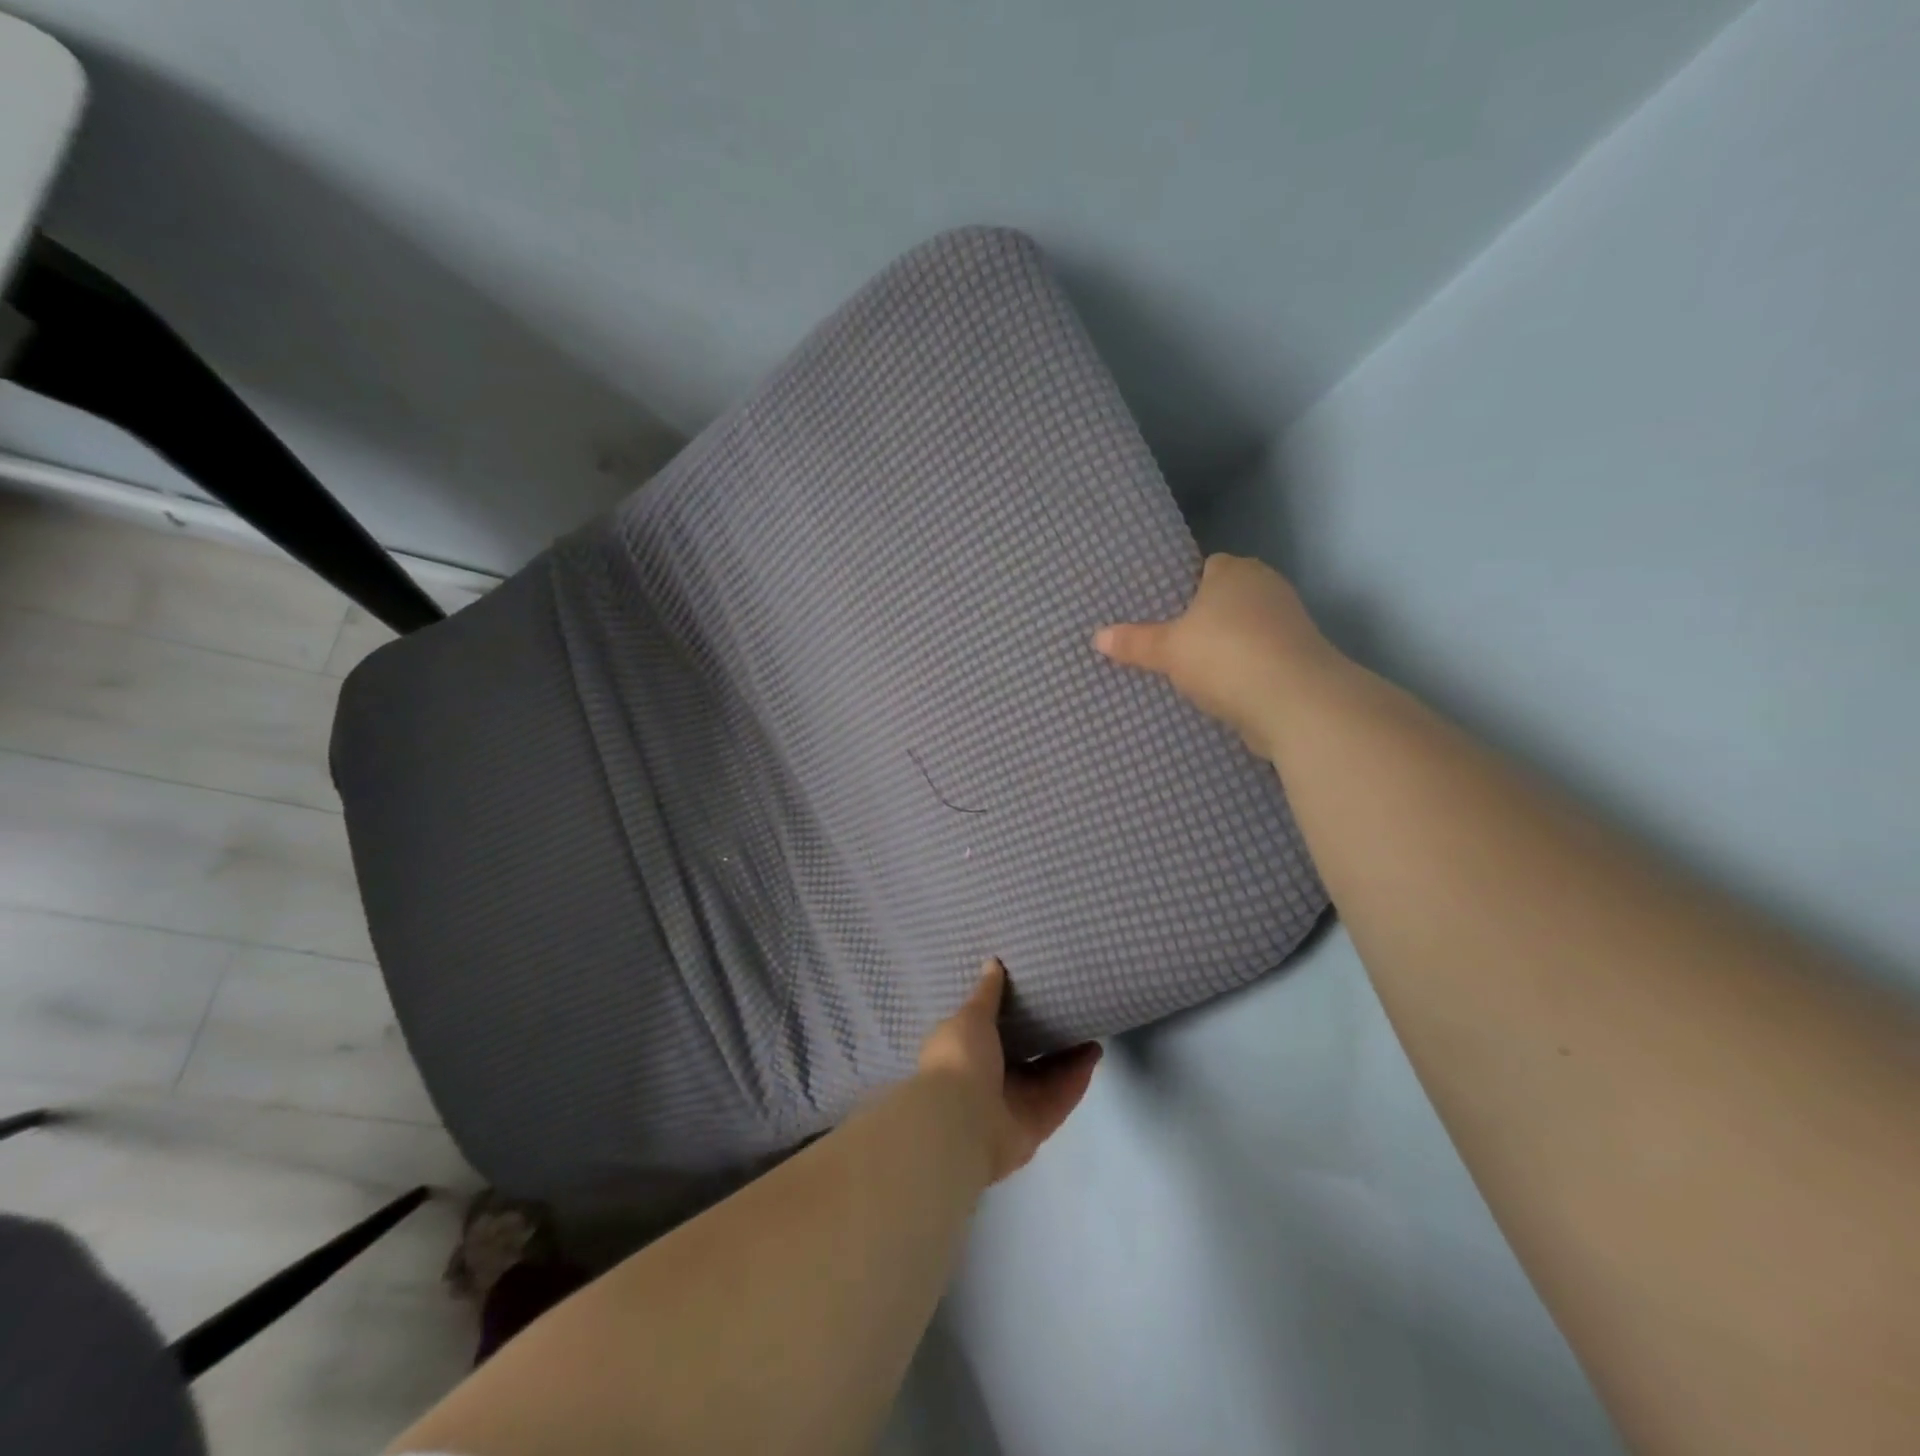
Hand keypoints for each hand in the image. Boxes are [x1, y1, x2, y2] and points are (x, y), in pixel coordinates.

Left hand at [916, 961, 1101, 1183]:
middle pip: (1023, 1058)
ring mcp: (1011, 1105)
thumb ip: (987, 994)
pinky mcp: (1035, 1125)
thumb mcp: (971, 1017)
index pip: (988, 1034)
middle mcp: (986, 1081)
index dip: (1010, 1017)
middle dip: (1046, 1038)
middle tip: (1071, 1013)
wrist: (962, 1122)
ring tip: (1091, 1031)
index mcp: (963, 1053)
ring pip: (1046, 1078)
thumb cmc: (960, 1060)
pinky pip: (1059, 1098)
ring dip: (1068, 1058)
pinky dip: (1076, 1078)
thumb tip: (992, 962)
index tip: (1033, 996)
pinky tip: (1094, 1055)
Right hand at [1094, 553, 1336, 761]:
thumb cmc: (1226, 657)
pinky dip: (1240, 671)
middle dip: (1201, 619)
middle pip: (1224, 600)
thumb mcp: (1168, 650)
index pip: (1204, 567)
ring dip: (1222, 648)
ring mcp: (1287, 624)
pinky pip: (1257, 658)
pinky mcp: (1297, 659)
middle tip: (1164, 641)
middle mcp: (1266, 588)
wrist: (1295, 702)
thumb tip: (1097, 636)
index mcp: (1235, 571)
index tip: (1158, 610)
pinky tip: (1217, 690)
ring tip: (1186, 669)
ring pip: (1242, 631)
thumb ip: (1134, 642)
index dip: (1181, 587)